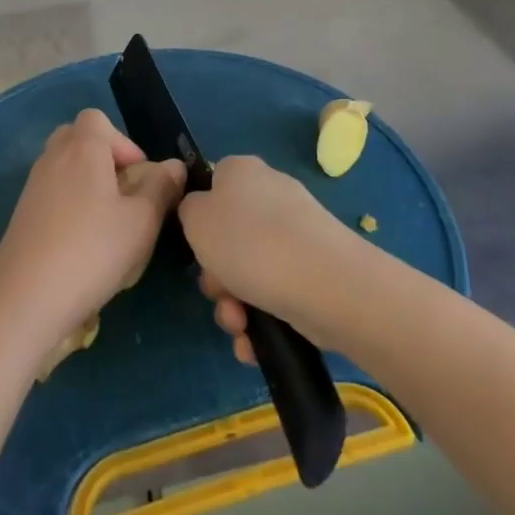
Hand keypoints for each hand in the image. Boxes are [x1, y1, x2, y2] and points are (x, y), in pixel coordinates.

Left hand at [0, 109, 184, 353]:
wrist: (25, 299)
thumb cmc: (92, 250)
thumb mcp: (142, 221)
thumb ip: (161, 188)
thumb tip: (173, 166)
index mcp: (82, 148)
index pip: (96, 118)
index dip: (122, 141)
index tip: (139, 176)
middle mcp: (52, 158)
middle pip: (77, 139)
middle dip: (103, 159)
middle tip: (124, 194)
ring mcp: (32, 188)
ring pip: (64, 169)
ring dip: (87, 186)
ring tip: (108, 225)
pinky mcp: (22, 217)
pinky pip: (51, 196)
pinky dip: (69, 208)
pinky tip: (83, 246)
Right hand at [178, 155, 358, 359]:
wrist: (325, 284)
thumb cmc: (249, 243)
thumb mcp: (195, 219)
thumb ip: (189, 210)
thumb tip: (203, 214)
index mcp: (242, 170)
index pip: (212, 185)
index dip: (199, 218)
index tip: (197, 247)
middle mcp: (271, 195)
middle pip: (228, 237)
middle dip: (217, 276)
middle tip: (218, 293)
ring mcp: (296, 234)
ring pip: (250, 272)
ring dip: (235, 305)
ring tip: (240, 327)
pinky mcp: (315, 270)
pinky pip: (276, 293)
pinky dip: (262, 319)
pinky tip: (254, 343)